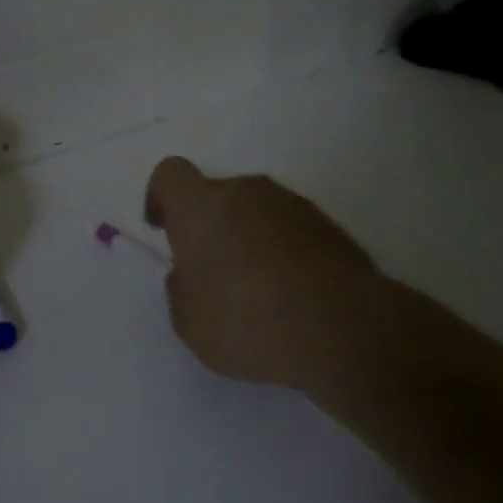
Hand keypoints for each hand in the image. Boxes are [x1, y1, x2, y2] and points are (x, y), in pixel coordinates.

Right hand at [143, 156, 388, 397]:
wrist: (342, 328)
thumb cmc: (246, 321)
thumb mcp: (188, 321)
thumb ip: (181, 288)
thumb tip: (190, 273)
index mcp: (201, 207)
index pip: (170, 174)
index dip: (160, 197)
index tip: (161, 228)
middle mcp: (247, 192)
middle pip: (217, 194)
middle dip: (209, 225)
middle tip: (210, 271)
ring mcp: (294, 205)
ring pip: (256, 211)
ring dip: (247, 238)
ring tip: (254, 289)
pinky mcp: (330, 227)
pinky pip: (290, 231)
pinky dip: (282, 252)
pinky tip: (288, 294)